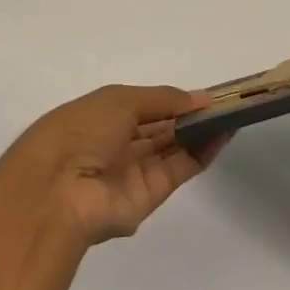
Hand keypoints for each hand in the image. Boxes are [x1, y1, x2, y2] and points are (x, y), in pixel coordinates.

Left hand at [0, 85, 228, 244]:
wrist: (56, 193)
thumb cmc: (79, 133)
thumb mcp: (119, 100)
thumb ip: (163, 98)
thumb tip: (200, 98)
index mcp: (99, 118)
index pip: (142, 107)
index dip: (172, 100)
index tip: (204, 93)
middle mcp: (116, 145)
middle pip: (160, 128)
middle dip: (190, 115)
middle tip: (227, 102)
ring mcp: (133, 172)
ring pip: (174, 148)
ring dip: (202, 131)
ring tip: (233, 113)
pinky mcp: (150, 196)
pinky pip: (180, 168)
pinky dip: (202, 151)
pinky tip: (223, 132)